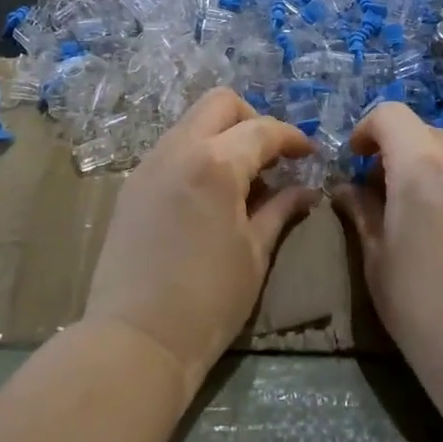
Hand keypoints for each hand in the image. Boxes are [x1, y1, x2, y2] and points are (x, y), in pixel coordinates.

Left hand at [83, 88, 317, 385]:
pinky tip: (211, 190)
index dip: (291, 137)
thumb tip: (307, 190)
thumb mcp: (255, 253)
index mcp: (216, 164)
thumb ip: (281, 209)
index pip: (262, 130)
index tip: (308, 153)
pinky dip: (198, 151)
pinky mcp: (134, 182)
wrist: (136, 339)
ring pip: (193, 121)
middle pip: (221, 103)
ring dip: (223, 133)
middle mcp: (179, 149)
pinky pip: (173, 146)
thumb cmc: (208, 300)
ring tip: (243, 175)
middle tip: (272, 155)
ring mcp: (150, 163)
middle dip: (253, 118)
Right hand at [336, 103, 442, 407]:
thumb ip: (361, 211)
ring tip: (439, 192)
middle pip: (425, 129)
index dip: (368, 130)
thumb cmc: (423, 313)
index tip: (360, 159)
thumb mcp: (378, 260)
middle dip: (402, 149)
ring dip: (442, 154)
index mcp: (420, 168)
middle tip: (393, 189)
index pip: (389, 115)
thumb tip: (347, 188)